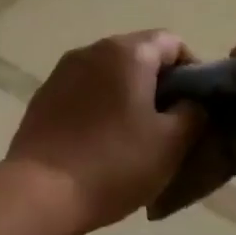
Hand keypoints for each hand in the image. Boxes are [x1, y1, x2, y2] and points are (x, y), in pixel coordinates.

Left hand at [5, 30, 204, 234]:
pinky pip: (82, 92)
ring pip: (107, 74)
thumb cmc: (113, 164)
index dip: (192, 71)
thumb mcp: (170, 144)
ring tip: (134, 136)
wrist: (40, 191)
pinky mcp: (42, 96)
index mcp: (126, 53)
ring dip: (126, 95)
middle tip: (170, 124)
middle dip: (157, 84)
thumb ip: (192, 113)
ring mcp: (61, 72)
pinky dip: (98, 106)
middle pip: (137, 55)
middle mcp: (91, 51)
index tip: (196, 105)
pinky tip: (100, 141)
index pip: (172, 43)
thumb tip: (190, 102)